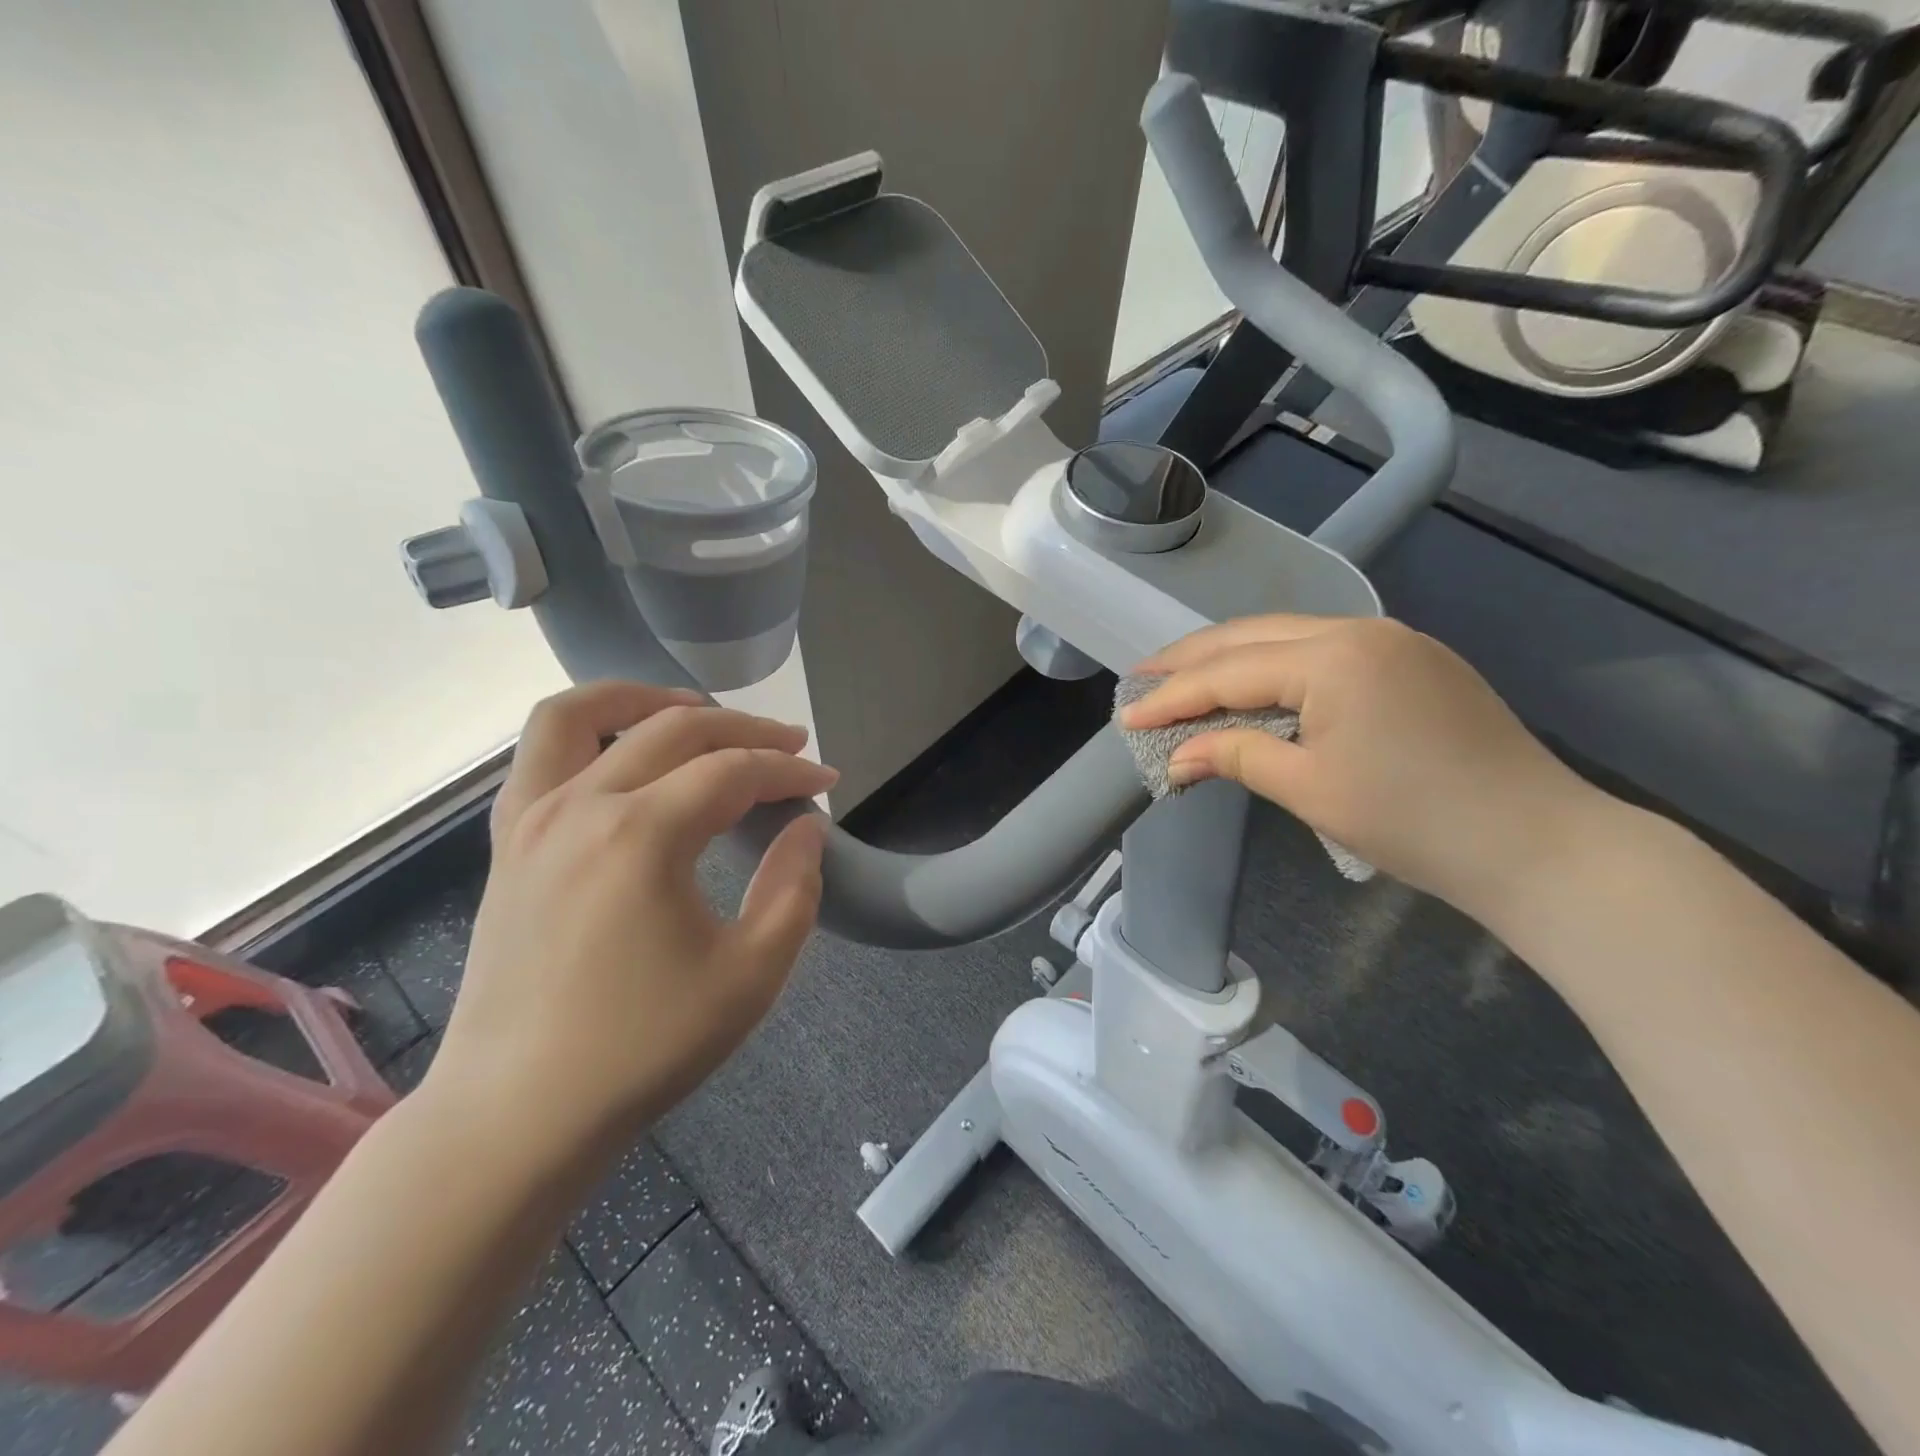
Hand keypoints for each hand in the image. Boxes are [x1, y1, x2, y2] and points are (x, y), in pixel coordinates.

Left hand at [424, 682, 838, 1152]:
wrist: (518, 1113)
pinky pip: (539, 754)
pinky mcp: (507, 843)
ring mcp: (532, 819)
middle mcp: (581, 805)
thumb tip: (806, 828)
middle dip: (744, 731)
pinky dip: (587, 729)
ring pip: (581, 713)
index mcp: (643, 835)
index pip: (734, 773)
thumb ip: (794, 889)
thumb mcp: (750, 975)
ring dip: (646, 697)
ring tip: (695, 708)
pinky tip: (623, 753)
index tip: (827, 783)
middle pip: (675, 729)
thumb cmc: (643, 1047)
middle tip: (789, 748)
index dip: (790, 771)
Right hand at [1120, 615, 1605, 921]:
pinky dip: (1275, 666)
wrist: (1540, 845)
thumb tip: (1178, 753)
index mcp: (1333, 657)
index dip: (1172, 697)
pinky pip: (1323, 650)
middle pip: (1252, 636)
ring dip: (1231, 657)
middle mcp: (1360, 629)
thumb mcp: (1310, 790)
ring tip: (1183, 678)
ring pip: (1287, 637)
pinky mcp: (1412, 660)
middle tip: (1141, 680)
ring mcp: (1393, 640)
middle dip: (1191, 659)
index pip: (1229, 672)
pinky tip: (1253, 684)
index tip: (1125, 715)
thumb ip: (1236, 755)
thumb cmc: (1414, 822)